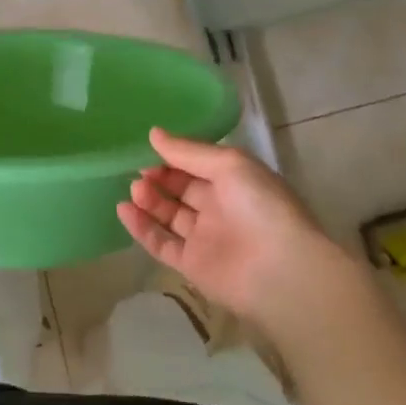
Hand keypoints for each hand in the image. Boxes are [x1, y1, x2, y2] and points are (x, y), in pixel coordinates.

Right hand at [117, 128, 351, 326]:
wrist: (282, 270)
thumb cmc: (261, 206)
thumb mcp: (229, 164)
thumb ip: (189, 151)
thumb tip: (154, 134)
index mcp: (235, 182)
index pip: (197, 165)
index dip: (173, 157)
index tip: (148, 149)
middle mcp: (220, 208)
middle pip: (182, 189)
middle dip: (159, 178)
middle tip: (138, 171)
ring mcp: (206, 238)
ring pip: (170, 216)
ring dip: (149, 201)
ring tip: (133, 189)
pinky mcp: (193, 266)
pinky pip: (162, 244)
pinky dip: (142, 228)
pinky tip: (124, 210)